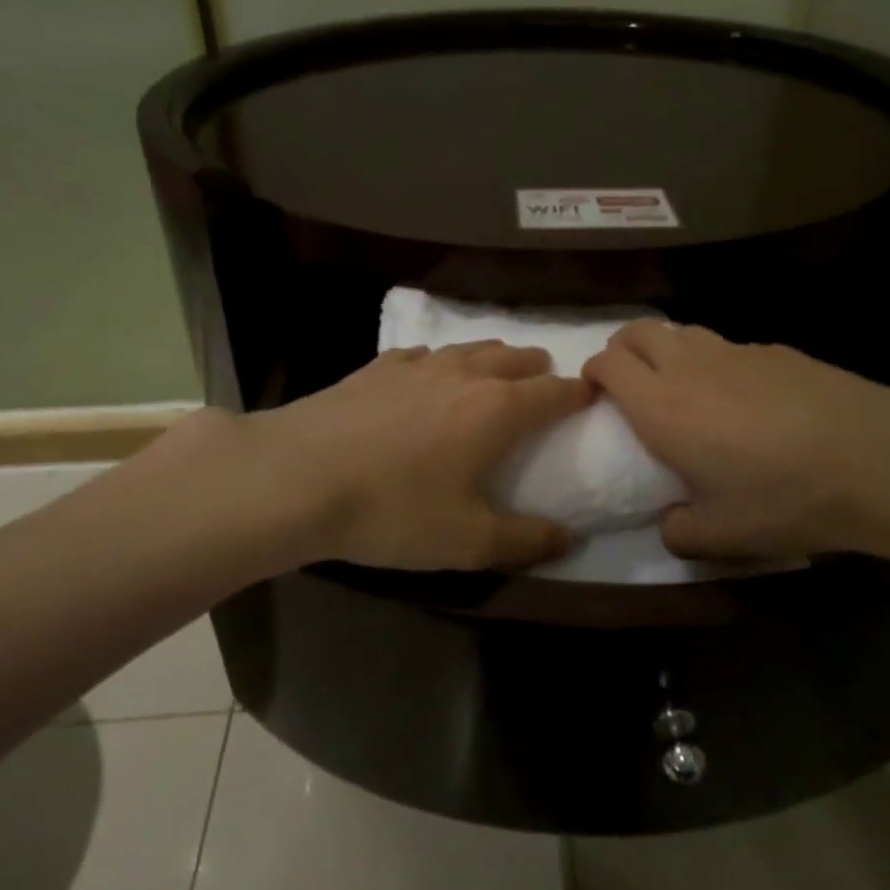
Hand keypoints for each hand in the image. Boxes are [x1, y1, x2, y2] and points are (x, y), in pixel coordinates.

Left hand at [209, 343, 592, 571]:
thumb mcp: (466, 541)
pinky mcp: (378, 366)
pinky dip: (443, 363)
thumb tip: (569, 538)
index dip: (579, 394)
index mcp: (497, 409)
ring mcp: (418, 364)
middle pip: (516, 358)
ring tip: (496, 375)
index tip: (592, 397)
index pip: (554, 392)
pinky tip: (429, 377)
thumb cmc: (393, 510)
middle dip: (538, 369)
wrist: (297, 477)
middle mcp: (465, 374)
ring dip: (493, 360)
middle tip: (544, 385)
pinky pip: (425, 354)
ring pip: (472, 349)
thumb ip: (525, 540)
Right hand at [583, 320, 889, 566]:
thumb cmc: (783, 498)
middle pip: (637, 331)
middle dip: (622, 348)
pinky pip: (728, 346)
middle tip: (628, 380)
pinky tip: (745, 394)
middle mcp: (689, 367)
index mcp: (661, 406)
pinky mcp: (776, 350)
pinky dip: (716, 360)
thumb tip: (670, 524)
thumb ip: (680, 531)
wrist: (874, 458)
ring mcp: (735, 351)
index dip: (594, 371)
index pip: (608, 363)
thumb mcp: (723, 535)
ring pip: (682, 331)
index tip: (596, 392)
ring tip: (682, 382)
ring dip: (667, 348)